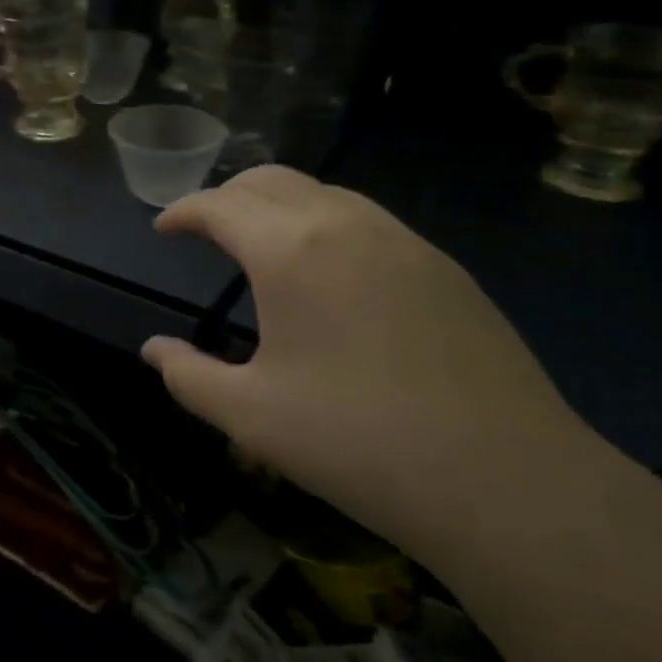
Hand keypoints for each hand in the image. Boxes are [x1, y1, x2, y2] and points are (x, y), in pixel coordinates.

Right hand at [141, 167, 595, 561]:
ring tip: (263, 245)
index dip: (183, 210)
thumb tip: (153, 350)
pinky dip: (327, 225)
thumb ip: (188, 375)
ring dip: (280, 205)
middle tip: (205, 229)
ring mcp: (403, 241)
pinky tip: (330, 274)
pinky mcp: (444, 268)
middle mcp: (346, 224)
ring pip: (325, 193)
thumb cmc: (357, 442)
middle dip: (228, 196)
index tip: (163, 228)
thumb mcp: (250, 415)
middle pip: (271, 181)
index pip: (221, 205)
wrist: (507, 481)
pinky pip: (368, 221)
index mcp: (291, 250)